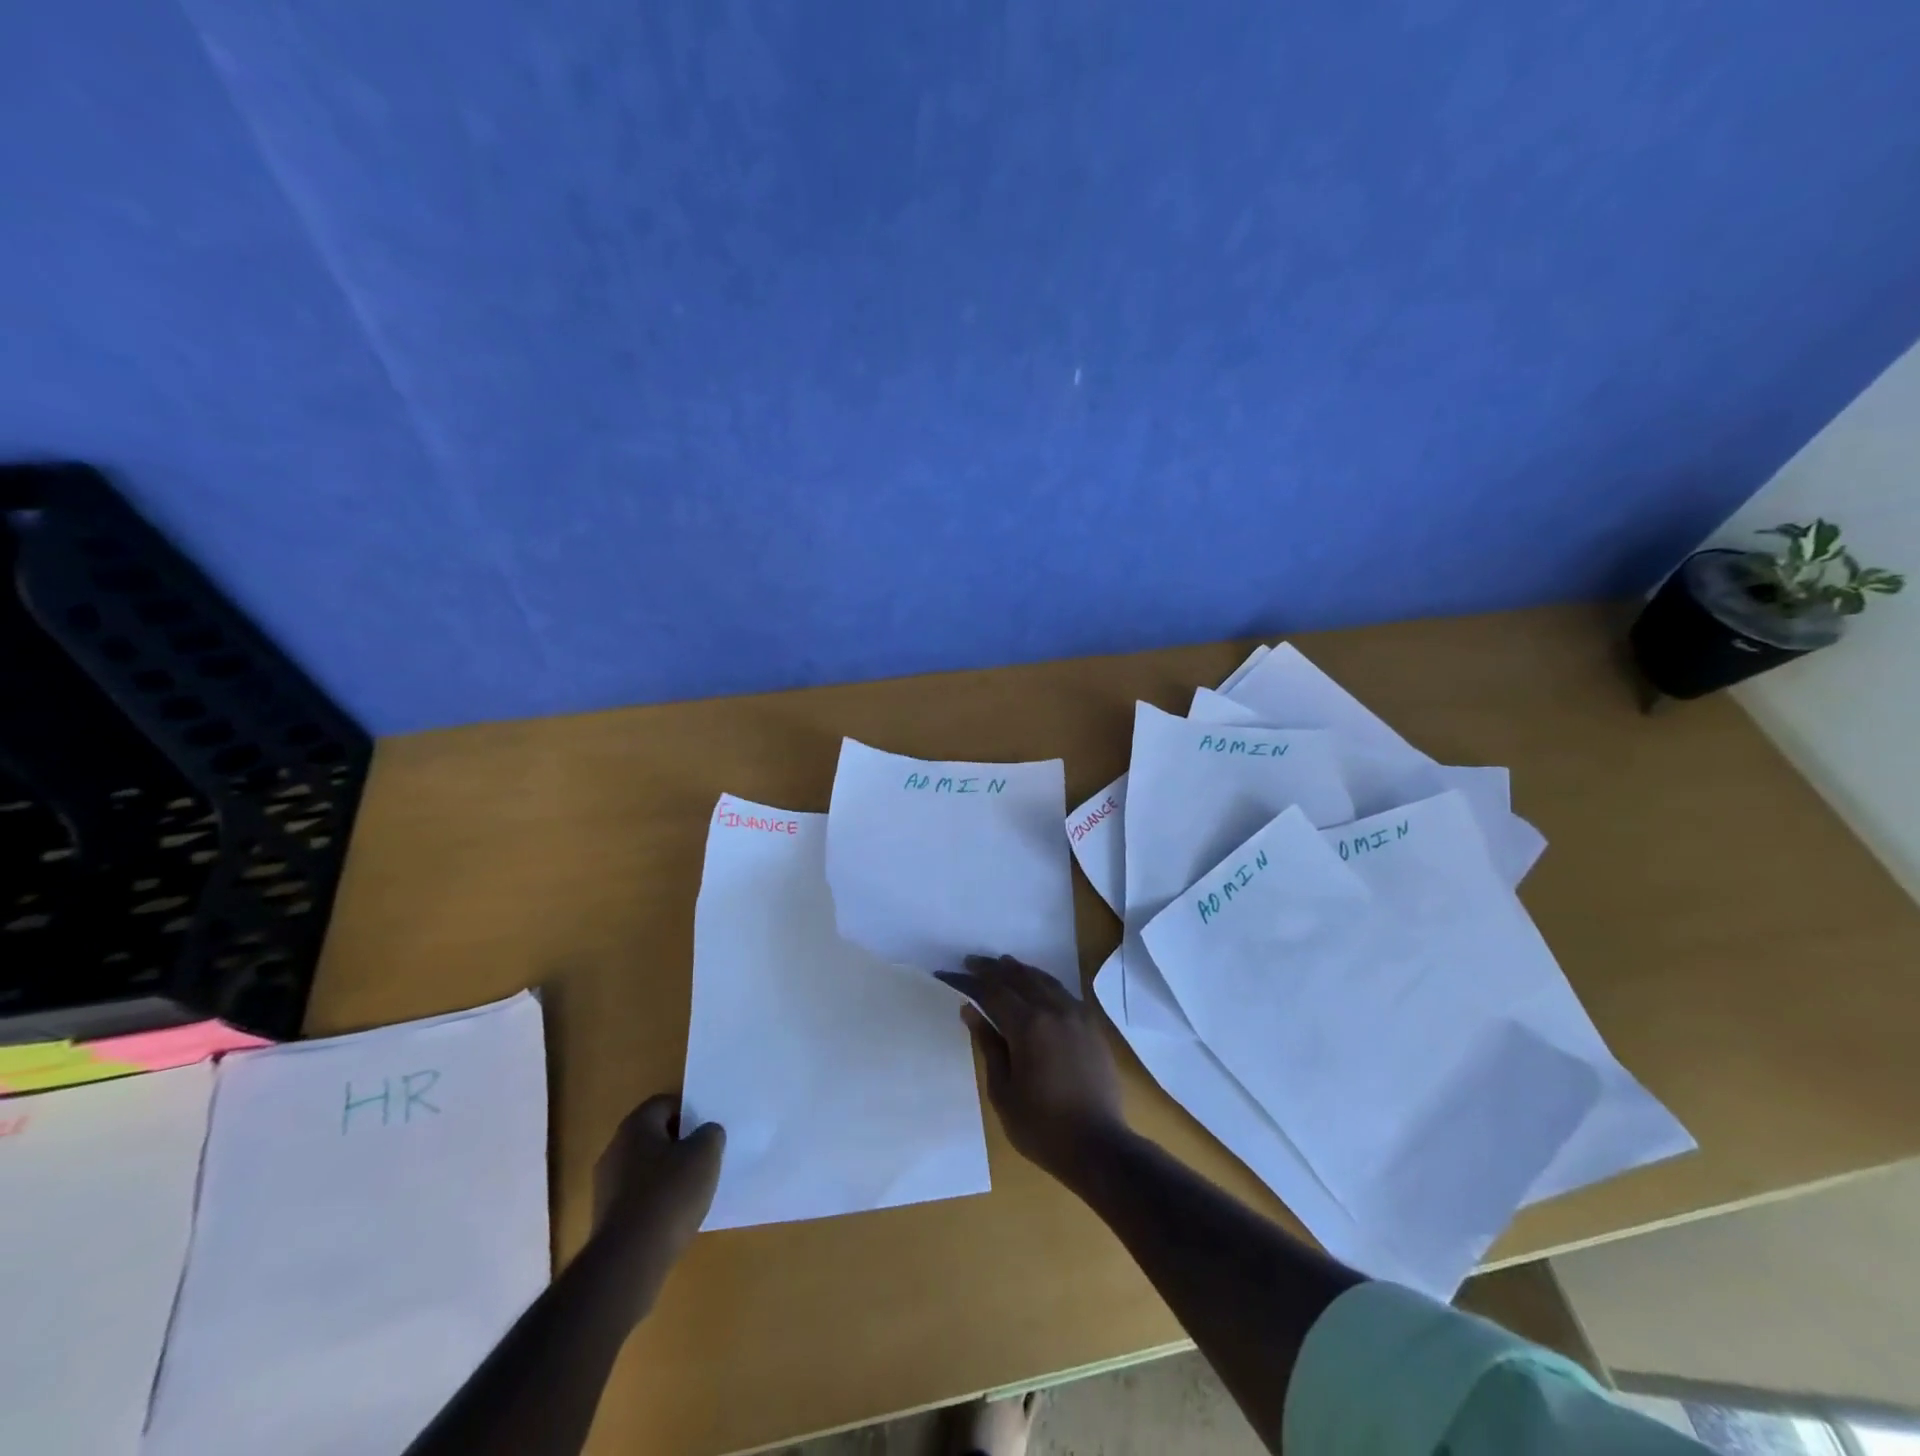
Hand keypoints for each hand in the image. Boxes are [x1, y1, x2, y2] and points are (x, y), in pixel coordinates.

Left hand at [588, 1094, 724, 1317]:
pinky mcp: (606, 1219)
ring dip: (667, 1175)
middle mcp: (615, 1150)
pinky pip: (638, 1197)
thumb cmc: (670, 1195)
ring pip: (645, 1168)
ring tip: (693, 1191)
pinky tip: (674, 1217)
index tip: (707, 1130)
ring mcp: (606, 1186)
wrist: (629, 1262)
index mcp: (635, 1126)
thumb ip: (710, 1134)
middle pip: (653, 1136)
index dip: (689, 1112)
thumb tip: (706, 1133)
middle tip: (704, 1157)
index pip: (665, 1104)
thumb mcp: (706, 1154)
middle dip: (679, 1144)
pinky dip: (656, 1201)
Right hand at [935, 954, 1125, 1184]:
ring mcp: (1077, 1016)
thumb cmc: (1042, 1126)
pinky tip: (1038, 986)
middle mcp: (1054, 1010)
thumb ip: (988, 1045)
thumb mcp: (1003, 1091)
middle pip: (1019, 978)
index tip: (947, 973)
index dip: (967, 981)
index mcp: (1028, 1026)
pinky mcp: (1092, 1027)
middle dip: (993, 968)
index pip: (991, 991)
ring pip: (1044, 980)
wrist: (1099, 1146)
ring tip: (1003, 964)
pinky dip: (1044, 983)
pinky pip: (1064, 992)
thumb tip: (971, 1011)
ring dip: (1020, 970)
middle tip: (972, 962)